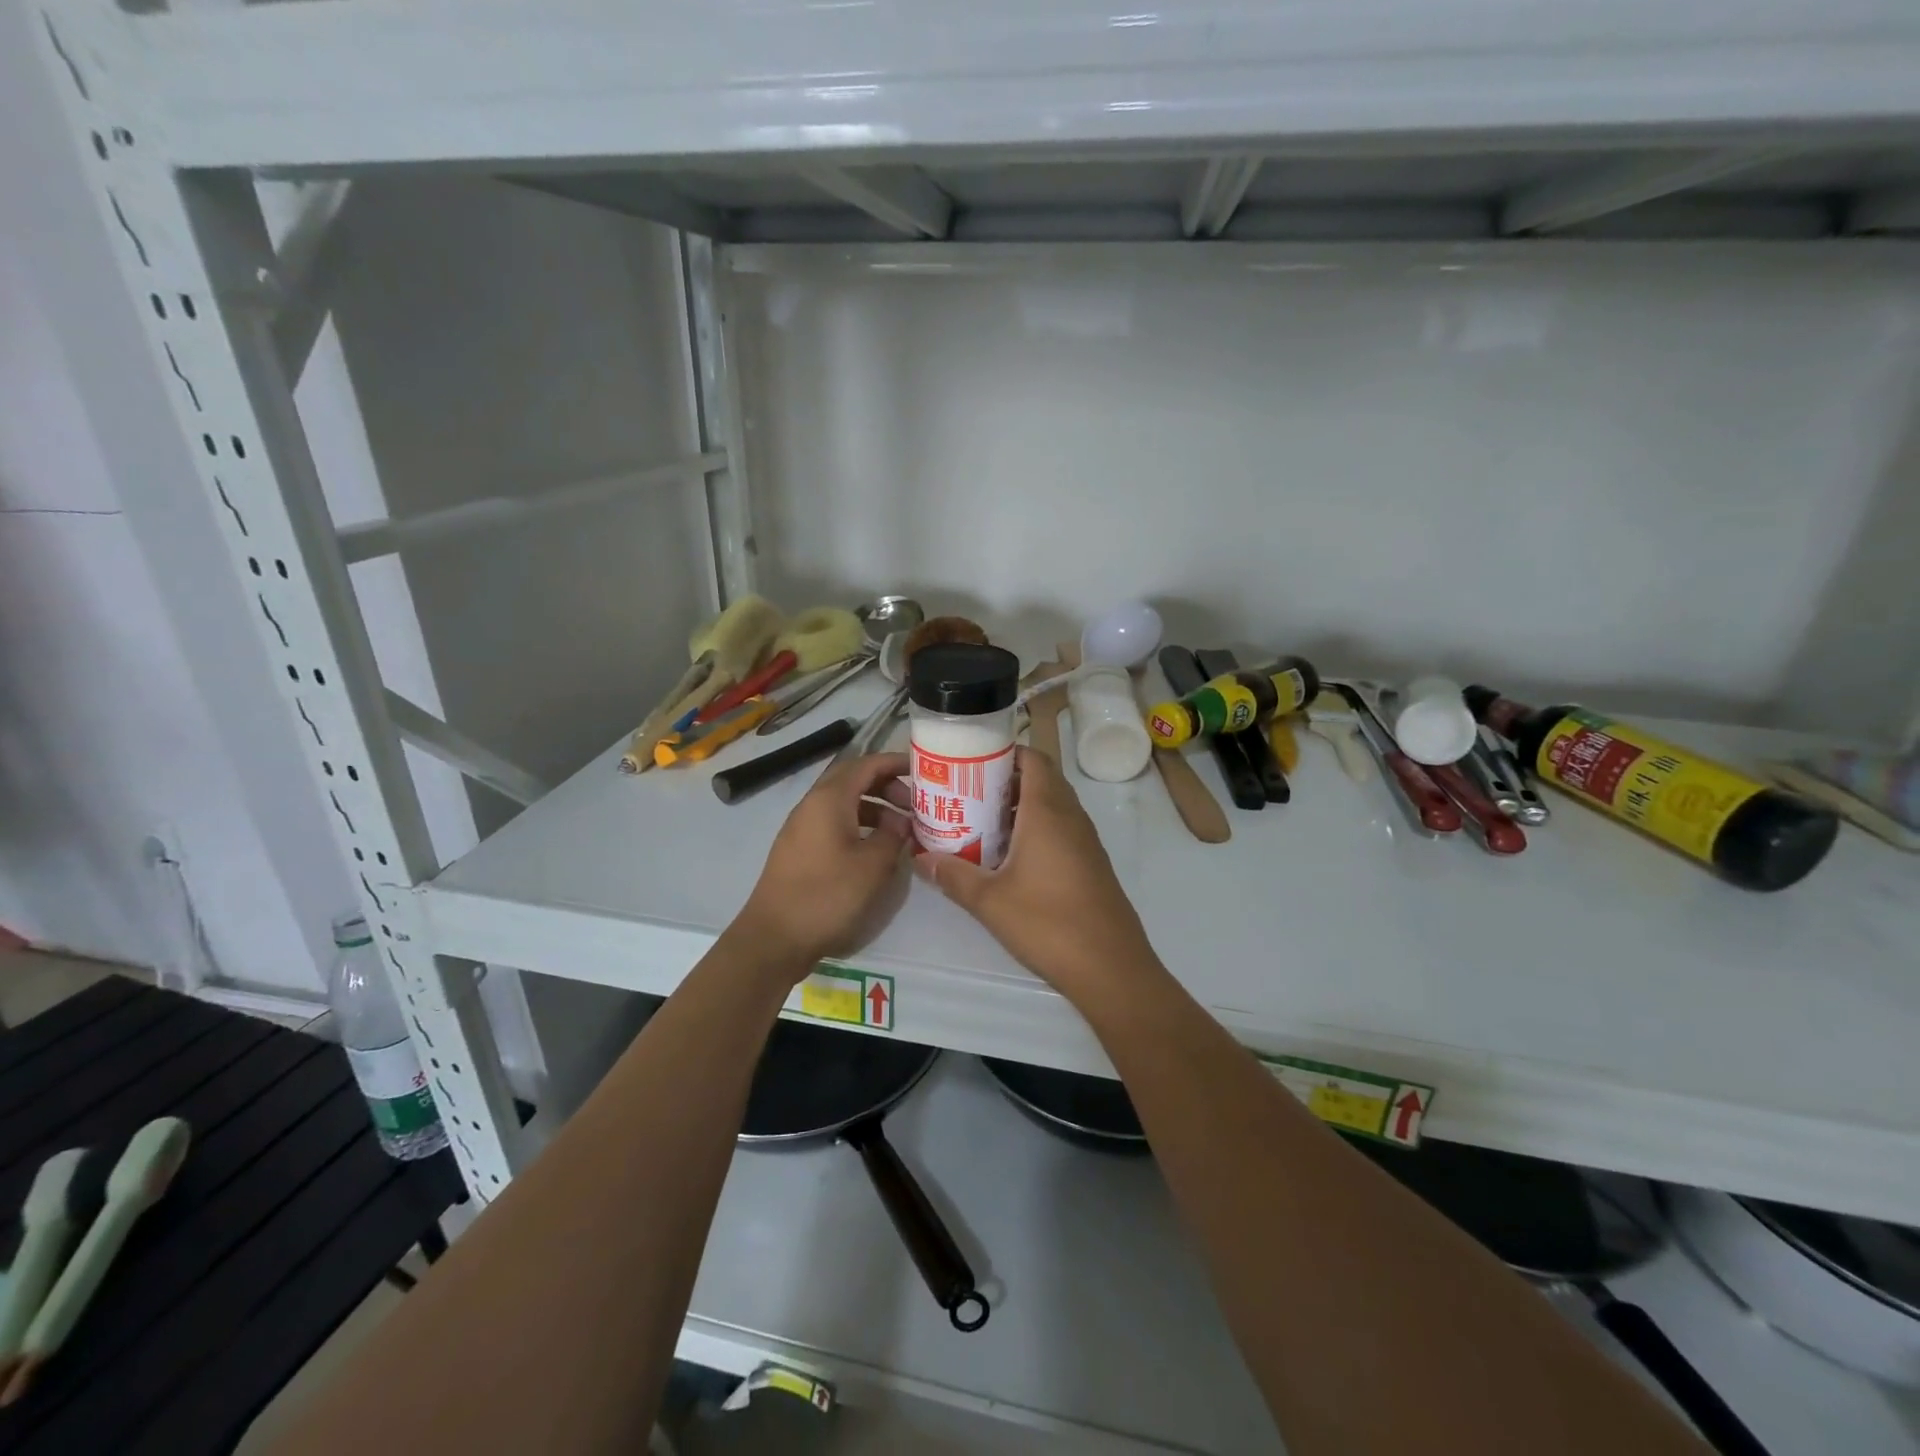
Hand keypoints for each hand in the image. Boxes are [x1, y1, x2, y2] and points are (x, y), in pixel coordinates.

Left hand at [733, 753, 914, 971]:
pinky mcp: (800, 849)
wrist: (775, 938)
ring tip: (901, 829)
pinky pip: (834, 823)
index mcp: (829, 799)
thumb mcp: (873, 865)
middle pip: (853, 780)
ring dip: (874, 807)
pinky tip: (875, 848)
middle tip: (915, 803)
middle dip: (886, 785)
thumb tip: (901, 823)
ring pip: (844, 803)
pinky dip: (859, 825)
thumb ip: (893, 836)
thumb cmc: (827, 895)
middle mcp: (812, 805)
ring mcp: (802, 827)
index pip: (866, 764)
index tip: (923, 769)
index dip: (895, 763)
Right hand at [913, 747, 1160, 1002]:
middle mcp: (1071, 817)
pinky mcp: (1091, 863)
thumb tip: (920, 857)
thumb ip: (953, 875)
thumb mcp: (989, 901)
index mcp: (1047, 812)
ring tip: (983, 821)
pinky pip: (1062, 828)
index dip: (1006, 752)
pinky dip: (1037, 827)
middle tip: (970, 791)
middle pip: (1042, 779)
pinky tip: (1012, 856)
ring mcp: (1086, 841)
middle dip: (1007, 780)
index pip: (1033, 760)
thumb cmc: (1048, 923)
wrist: (1110, 967)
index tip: (973, 761)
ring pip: (1053, 805)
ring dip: (1022, 805)